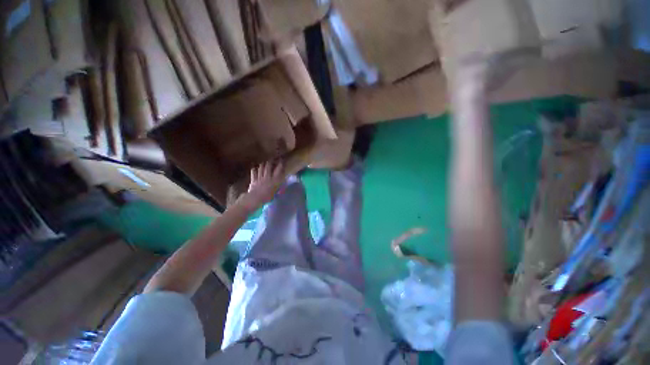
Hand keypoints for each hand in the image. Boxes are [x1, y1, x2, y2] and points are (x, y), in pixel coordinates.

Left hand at [240, 160, 284, 209]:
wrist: (255, 198)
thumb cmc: (267, 197)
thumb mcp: (275, 191)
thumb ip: (278, 185)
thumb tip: (282, 181)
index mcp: (274, 180)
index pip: (278, 170)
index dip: (280, 165)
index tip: (282, 161)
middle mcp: (267, 177)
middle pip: (268, 167)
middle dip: (270, 162)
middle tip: (272, 159)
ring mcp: (259, 177)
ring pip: (261, 168)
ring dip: (263, 164)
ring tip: (264, 162)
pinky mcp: (253, 180)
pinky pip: (253, 173)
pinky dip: (254, 170)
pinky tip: (254, 168)